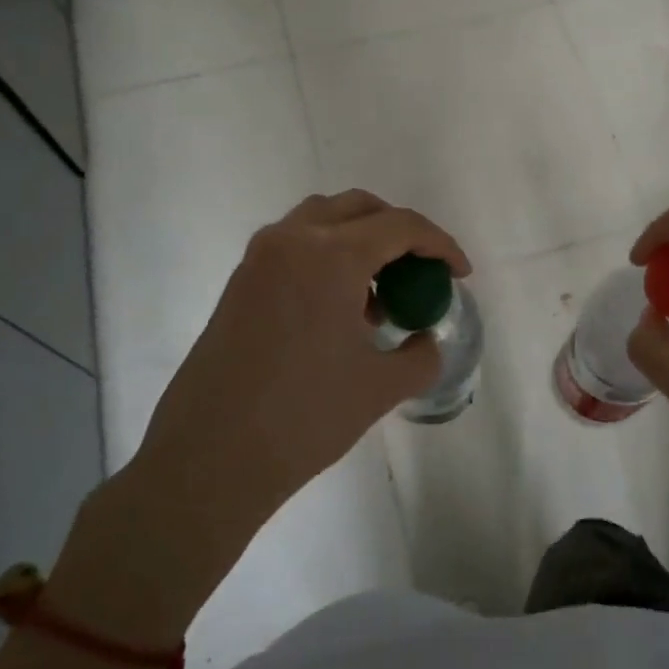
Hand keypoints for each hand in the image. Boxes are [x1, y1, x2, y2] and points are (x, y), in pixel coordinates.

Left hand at [138, 190, 468, 510]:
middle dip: (400, 231)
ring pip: (322, 220)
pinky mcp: (239, 284)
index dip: (441, 245)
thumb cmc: (304, 417)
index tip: (460, 274)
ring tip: (378, 293)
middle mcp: (292, 241)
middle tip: (421, 271)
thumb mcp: (381, 388)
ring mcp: (259, 259)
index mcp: (331, 256)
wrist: (208, 459)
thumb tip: (424, 341)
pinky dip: (327, 257)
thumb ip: (420, 356)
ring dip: (360, 240)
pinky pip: (295, 247)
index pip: (401, 226)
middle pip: (360, 208)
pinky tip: (339, 310)